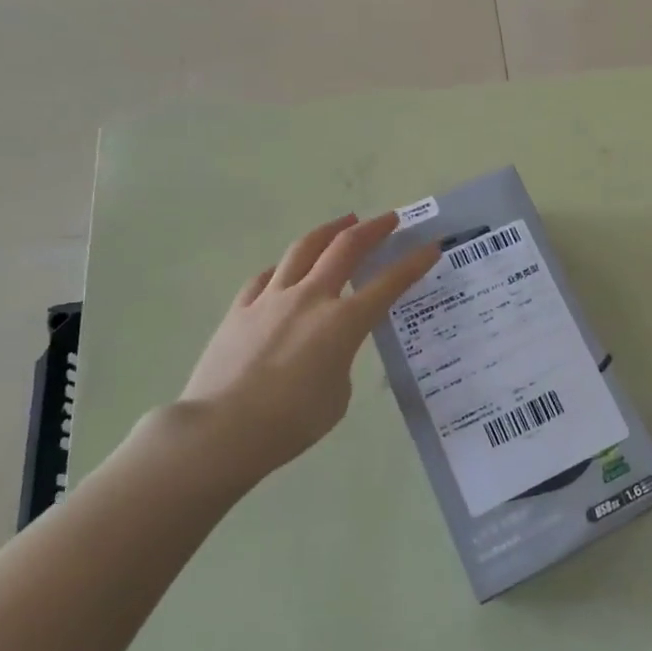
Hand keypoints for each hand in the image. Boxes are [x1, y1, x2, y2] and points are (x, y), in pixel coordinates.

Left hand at [170, 211, 440, 490]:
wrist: (220, 431)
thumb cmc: (291, 422)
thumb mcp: (338, 394)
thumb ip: (340, 360)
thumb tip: (325, 349)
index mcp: (343, 322)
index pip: (389, 283)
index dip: (414, 263)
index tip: (430, 246)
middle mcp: (310, 298)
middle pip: (346, 248)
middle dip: (373, 229)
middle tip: (390, 219)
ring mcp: (271, 299)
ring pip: (304, 249)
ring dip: (329, 231)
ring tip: (344, 222)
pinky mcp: (240, 309)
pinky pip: (268, 276)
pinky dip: (286, 266)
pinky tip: (288, 267)